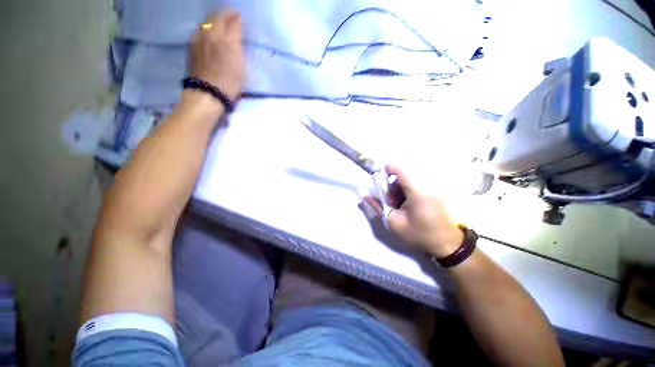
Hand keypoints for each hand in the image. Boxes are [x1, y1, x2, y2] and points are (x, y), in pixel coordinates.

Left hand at [189, 11, 243, 100]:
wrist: (207, 93)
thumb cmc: (229, 84)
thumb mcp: (241, 68)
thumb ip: (238, 49)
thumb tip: (235, 38)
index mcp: (227, 41)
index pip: (233, 22)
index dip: (237, 19)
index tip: (240, 18)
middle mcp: (211, 35)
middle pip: (217, 16)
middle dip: (226, 14)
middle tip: (231, 16)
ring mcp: (199, 38)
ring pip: (206, 21)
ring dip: (214, 20)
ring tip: (220, 24)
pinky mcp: (191, 45)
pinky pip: (199, 30)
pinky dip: (206, 28)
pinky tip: (209, 34)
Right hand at [365, 165, 463, 257]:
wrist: (447, 245)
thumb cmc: (418, 234)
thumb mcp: (394, 222)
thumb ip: (378, 207)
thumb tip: (365, 196)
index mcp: (416, 192)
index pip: (401, 171)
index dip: (388, 169)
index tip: (379, 174)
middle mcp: (426, 187)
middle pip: (404, 178)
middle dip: (392, 186)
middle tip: (390, 202)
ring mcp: (432, 191)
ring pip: (409, 183)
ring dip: (400, 191)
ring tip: (399, 207)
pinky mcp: (435, 195)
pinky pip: (417, 188)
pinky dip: (408, 194)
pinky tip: (408, 207)